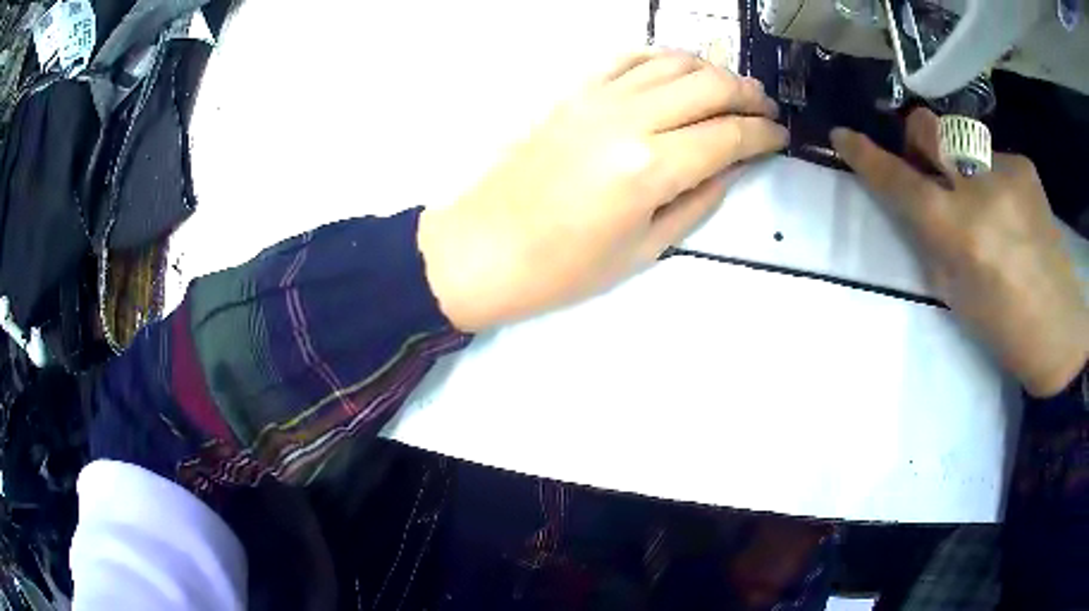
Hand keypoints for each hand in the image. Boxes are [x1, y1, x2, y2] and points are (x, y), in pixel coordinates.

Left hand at [418, 51, 786, 331]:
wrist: (485, 248)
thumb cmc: (564, 267)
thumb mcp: (645, 248)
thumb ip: (698, 200)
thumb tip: (731, 166)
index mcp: (651, 167)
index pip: (728, 135)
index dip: (763, 134)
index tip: (780, 136)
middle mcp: (630, 118)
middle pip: (708, 85)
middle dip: (748, 94)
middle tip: (765, 109)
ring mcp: (597, 98)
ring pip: (672, 62)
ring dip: (711, 70)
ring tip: (730, 89)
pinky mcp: (573, 93)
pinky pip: (626, 58)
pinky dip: (660, 57)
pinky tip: (676, 69)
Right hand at [832, 108, 1088, 396]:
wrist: (1059, 330)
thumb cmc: (1002, 327)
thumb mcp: (953, 292)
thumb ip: (928, 239)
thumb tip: (911, 200)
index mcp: (958, 232)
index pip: (900, 181)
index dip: (867, 156)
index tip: (844, 135)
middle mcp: (980, 189)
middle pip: (929, 128)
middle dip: (917, 138)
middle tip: (927, 164)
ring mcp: (1007, 171)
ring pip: (962, 141)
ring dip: (959, 163)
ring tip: (983, 202)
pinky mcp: (1025, 167)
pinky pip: (992, 156)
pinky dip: (990, 176)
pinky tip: (1008, 209)